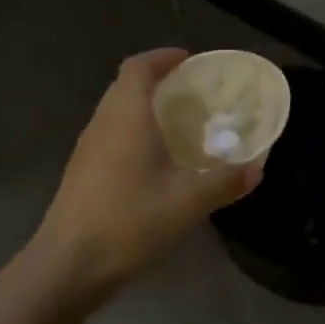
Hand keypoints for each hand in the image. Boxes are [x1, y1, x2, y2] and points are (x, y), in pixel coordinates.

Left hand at [30, 49, 260, 298]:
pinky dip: (133, 134)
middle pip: (126, 86)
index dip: (162, 58)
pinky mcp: (81, 173)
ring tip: (178, 127)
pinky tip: (154, 164)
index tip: (188, 61)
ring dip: (144, 110)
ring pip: (116, 113)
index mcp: (126, 115)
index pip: (138, 67)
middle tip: (192, 95)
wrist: (68, 264)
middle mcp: (103, 122)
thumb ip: (224, 181)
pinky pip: (111, 136)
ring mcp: (87, 148)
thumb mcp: (187, 202)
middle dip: (158, 83)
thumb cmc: (129, 220)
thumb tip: (255, 169)